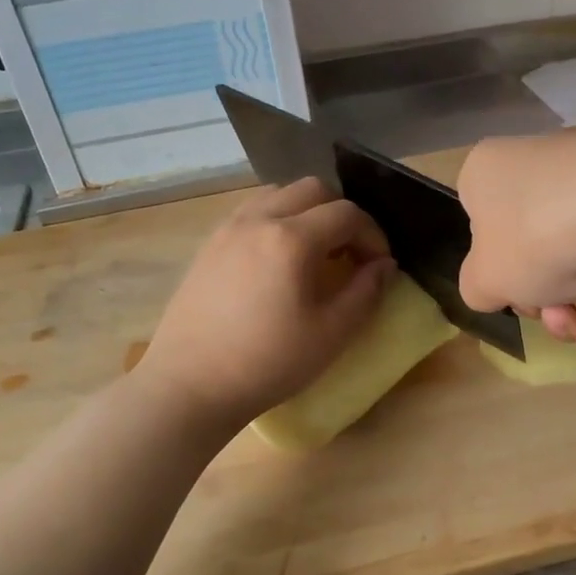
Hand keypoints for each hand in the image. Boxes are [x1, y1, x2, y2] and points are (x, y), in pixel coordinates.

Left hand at [137, 178, 394, 428]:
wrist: (190, 385)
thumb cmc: (268, 363)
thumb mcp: (331, 334)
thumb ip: (366, 293)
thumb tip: (385, 266)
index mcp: (292, 239)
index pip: (347, 214)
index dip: (374, 235)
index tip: (380, 265)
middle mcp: (259, 219)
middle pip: (313, 190)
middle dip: (342, 214)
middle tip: (351, 253)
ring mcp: (228, 228)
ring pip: (279, 194)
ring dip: (308, 212)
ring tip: (316, 253)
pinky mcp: (209, 245)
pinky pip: (252, 212)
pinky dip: (277, 220)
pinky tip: (279, 261)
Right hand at [456, 128, 575, 353]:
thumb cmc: (535, 237)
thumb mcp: (482, 280)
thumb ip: (477, 288)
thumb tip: (495, 286)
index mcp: (489, 172)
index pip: (481, 223)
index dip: (496, 271)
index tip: (514, 298)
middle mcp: (539, 163)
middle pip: (534, 249)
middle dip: (544, 299)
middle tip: (556, 319)